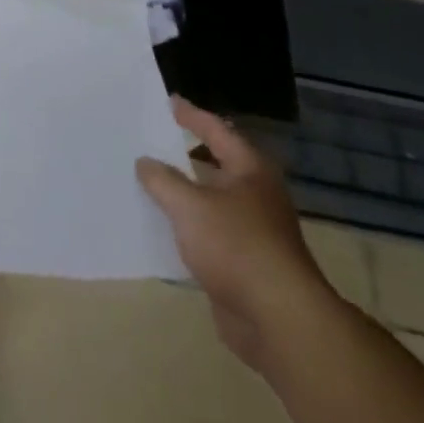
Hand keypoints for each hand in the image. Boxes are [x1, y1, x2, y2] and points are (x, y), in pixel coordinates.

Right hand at [137, 97, 337, 370]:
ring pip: (208, 202)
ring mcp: (251, 231)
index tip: (169, 102)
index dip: (191, 116)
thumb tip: (145, 162)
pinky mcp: (243, 264)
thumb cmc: (236, 246)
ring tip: (145, 183)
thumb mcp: (189, 206)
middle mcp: (254, 195)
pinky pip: (206, 235)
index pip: (216, 131)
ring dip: (181, 195)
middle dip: (183, 156)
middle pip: (214, 165)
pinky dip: (185, 229)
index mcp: (250, 170)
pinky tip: (158, 228)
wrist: (278, 320)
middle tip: (149, 142)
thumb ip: (163, 180)